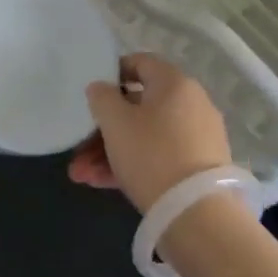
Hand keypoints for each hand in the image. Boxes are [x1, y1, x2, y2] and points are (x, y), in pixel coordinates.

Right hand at [68, 53, 233, 213]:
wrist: (197, 214)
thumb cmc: (151, 154)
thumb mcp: (114, 121)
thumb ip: (101, 96)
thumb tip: (101, 87)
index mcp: (174, 83)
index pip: (140, 62)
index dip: (112, 73)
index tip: (91, 93)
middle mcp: (192, 104)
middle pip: (138, 107)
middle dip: (103, 128)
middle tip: (78, 148)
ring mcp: (198, 137)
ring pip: (145, 136)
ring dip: (110, 152)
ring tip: (82, 175)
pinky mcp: (199, 167)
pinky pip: (159, 157)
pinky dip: (133, 165)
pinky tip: (102, 184)